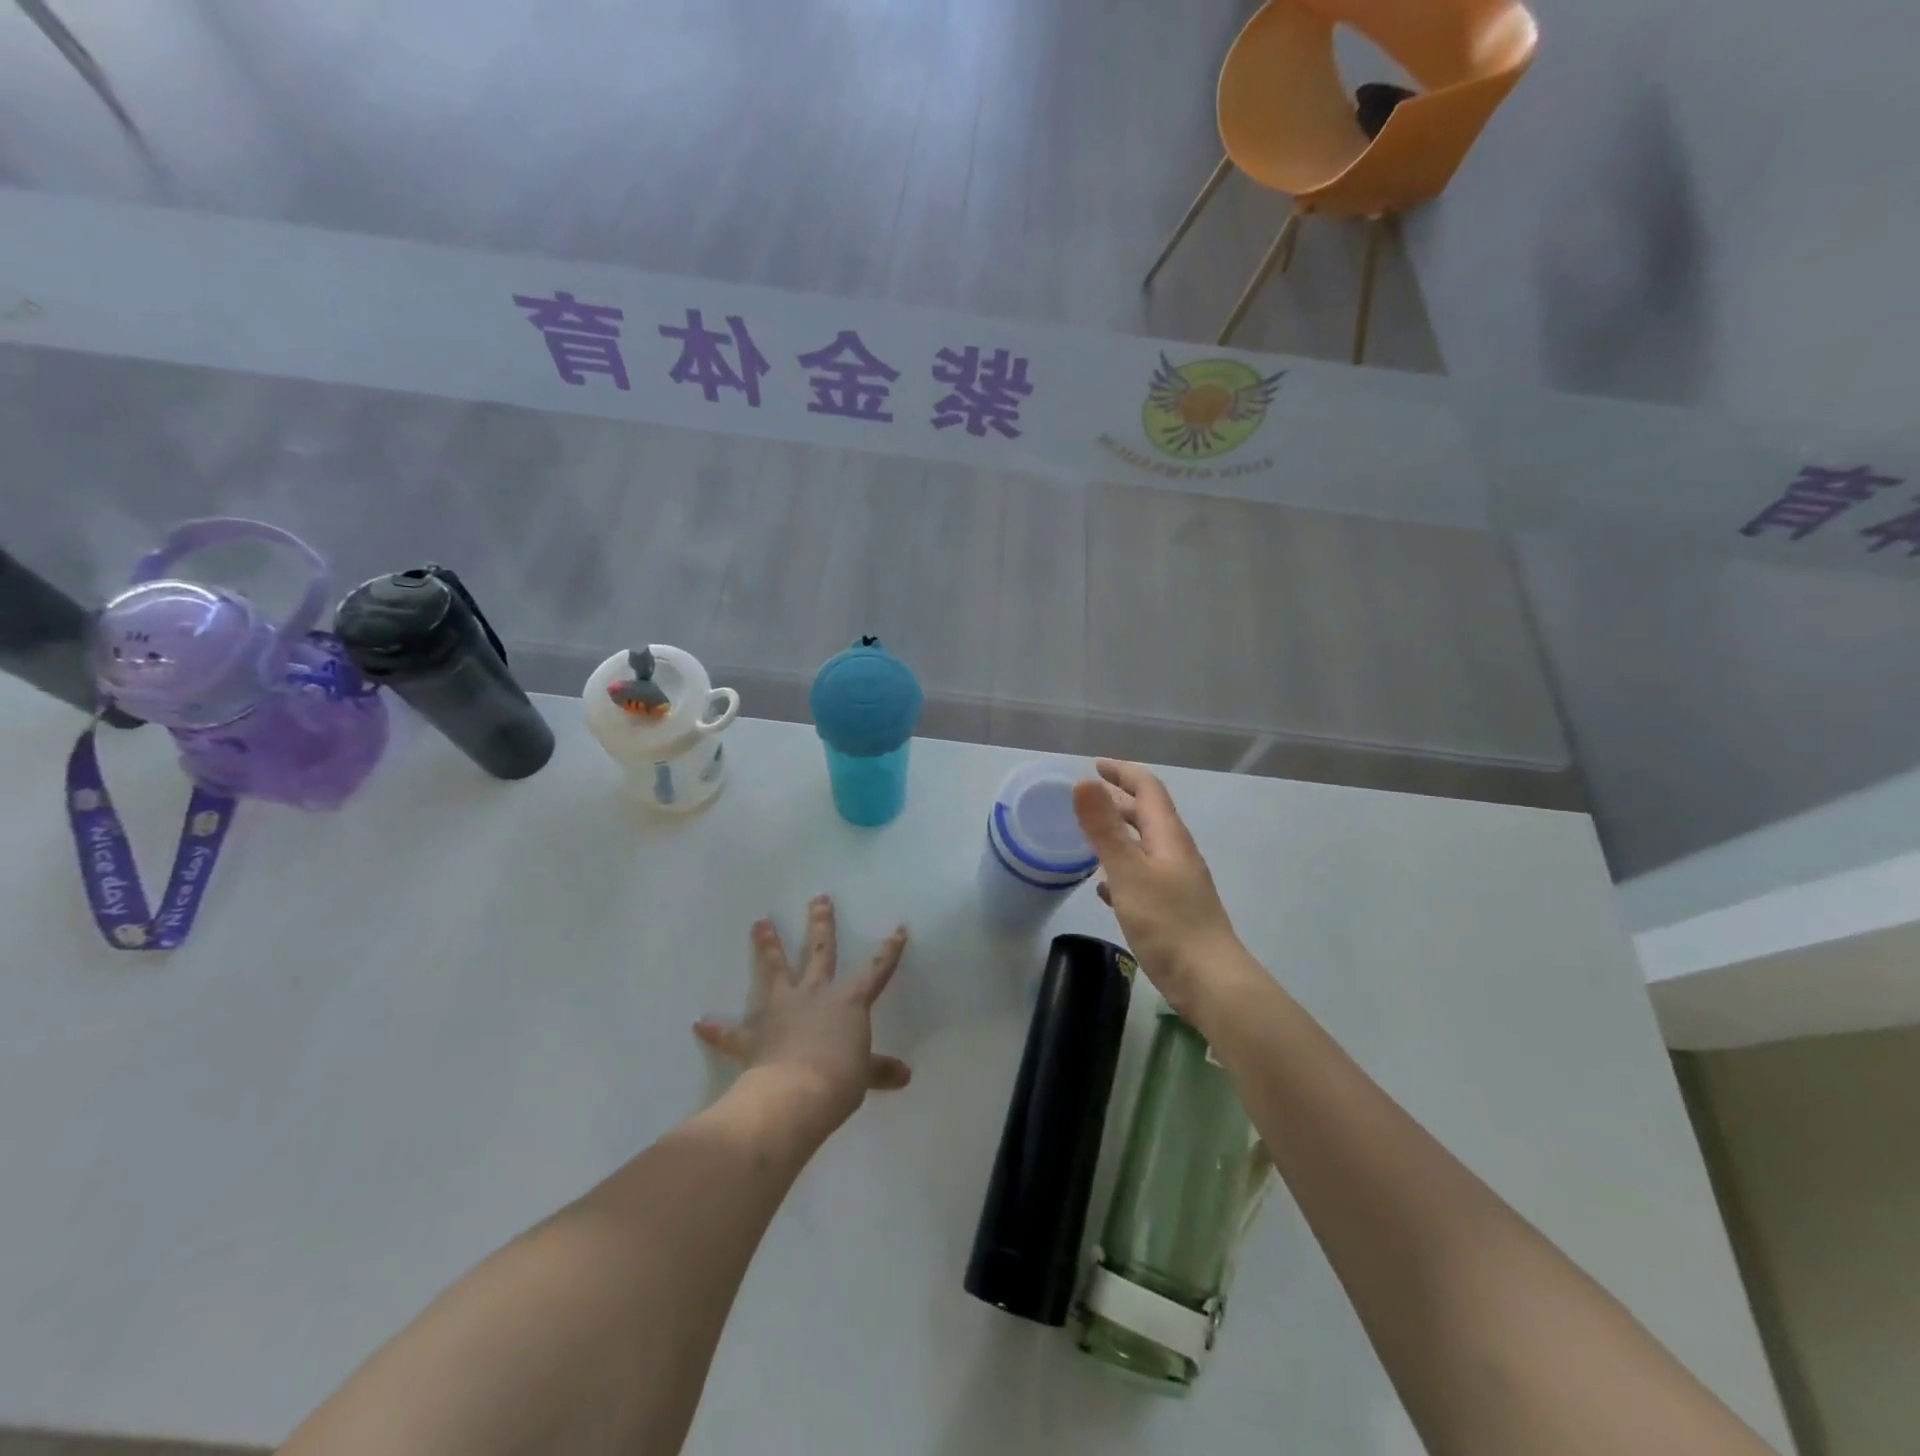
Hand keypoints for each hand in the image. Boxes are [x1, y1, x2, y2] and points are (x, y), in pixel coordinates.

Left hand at [693, 896, 910, 1134]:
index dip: (889, 950)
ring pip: (774, 970)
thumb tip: (905, 1076)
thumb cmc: (839, 1079)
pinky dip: (716, 1028)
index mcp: (848, 1001)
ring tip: (760, 923)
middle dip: (820, 923)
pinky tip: (699, 1022)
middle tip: (817, 898)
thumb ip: (880, 1069)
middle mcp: (814, 994)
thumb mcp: (864, 1074)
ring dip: (767, 946)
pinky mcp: (753, 1035)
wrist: (796, 1094)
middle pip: (818, 951)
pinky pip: (731, 1031)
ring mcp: (781, 1010)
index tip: (898, 928)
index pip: (875, 970)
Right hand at [1072, 760, 1246, 1021]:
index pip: (1148, 788)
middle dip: (1117, 800)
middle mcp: (1175, 852)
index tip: (1095, 765)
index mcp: (1168, 836)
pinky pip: (1141, 877)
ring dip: (1117, 835)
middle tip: (1084, 798)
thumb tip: (1084, 782)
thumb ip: (1104, 828)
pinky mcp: (1171, 909)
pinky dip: (1120, 870)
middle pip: (1146, 815)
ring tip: (1087, 836)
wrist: (1210, 982)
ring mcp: (1176, 882)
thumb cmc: (1168, 923)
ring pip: (1142, 846)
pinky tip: (1103, 887)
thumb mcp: (1128, 871)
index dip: (1122, 772)